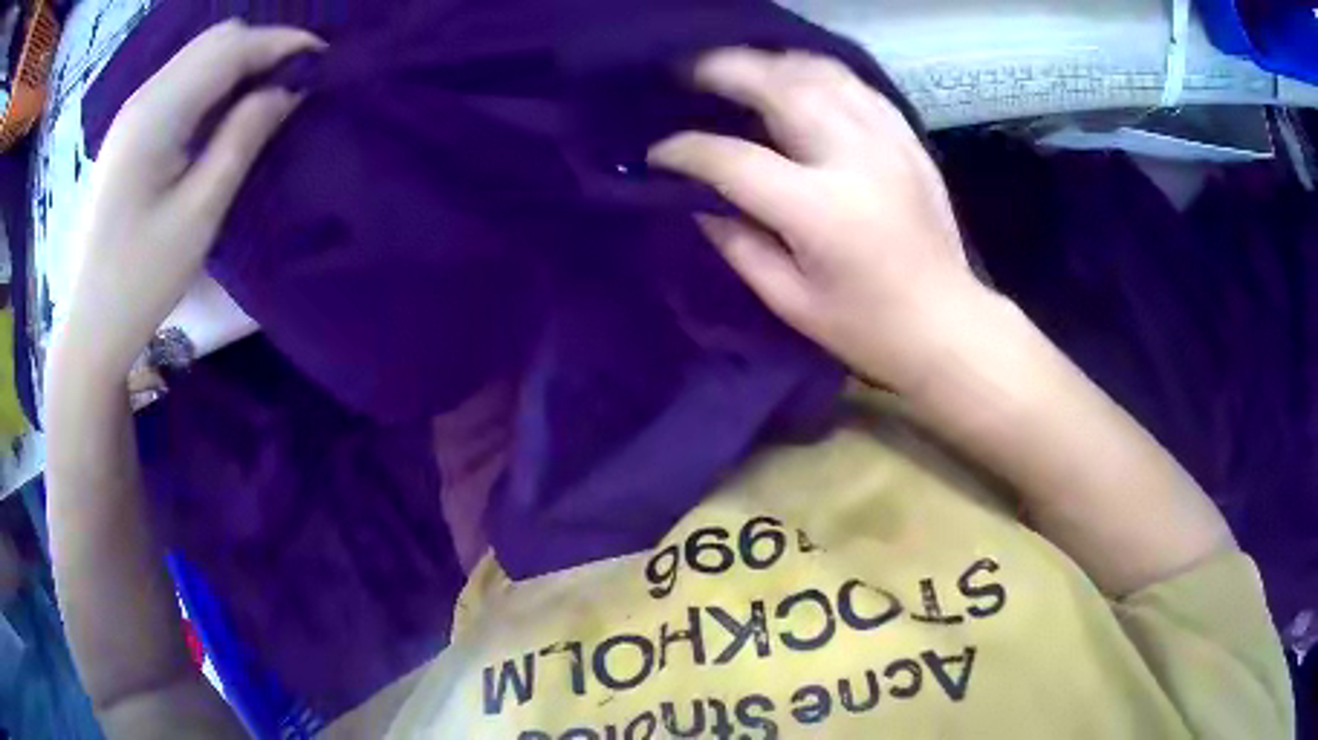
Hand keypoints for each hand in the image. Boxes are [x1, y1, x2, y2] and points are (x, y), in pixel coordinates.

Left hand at [56, 20, 323, 377]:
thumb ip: (243, 138)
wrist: (86, 331)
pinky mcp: (127, 133)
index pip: (231, 48)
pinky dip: (213, 82)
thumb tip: (288, 89)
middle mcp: (143, 98)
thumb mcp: (198, 214)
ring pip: (198, 57)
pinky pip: (181, 82)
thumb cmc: (139, 283)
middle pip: (214, 41)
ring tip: (269, 92)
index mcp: (156, 114)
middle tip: (296, 79)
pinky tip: (226, 111)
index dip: (282, 43)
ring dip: (239, 62)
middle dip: (263, 46)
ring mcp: (131, 114)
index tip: (325, 59)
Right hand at [649, 48, 990, 390]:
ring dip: (770, 62)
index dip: (686, 150)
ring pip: (820, 73)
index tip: (659, 153)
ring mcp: (887, 142)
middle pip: (779, 88)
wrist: (947, 324)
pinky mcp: (907, 140)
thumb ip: (738, 243)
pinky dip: (818, 73)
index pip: (734, 159)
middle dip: (723, 70)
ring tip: (738, 68)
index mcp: (819, 211)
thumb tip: (698, 200)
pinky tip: (796, 78)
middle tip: (686, 71)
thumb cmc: (867, 328)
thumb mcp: (790, 301)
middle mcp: (854, 159)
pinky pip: (856, 85)